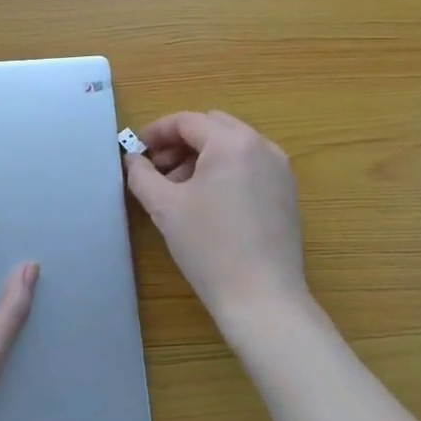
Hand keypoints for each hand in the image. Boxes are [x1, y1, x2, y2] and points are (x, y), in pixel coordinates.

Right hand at [123, 111, 309, 322]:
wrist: (262, 299)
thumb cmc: (209, 247)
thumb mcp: (164, 207)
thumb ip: (142, 175)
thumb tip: (133, 159)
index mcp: (233, 142)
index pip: (187, 121)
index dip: (156, 132)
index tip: (136, 152)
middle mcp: (262, 146)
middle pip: (212, 127)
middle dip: (180, 143)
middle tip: (156, 169)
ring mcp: (280, 170)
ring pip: (232, 146)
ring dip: (201, 157)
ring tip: (178, 189)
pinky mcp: (287, 194)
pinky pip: (250, 166)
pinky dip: (224, 171)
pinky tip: (207, 202)